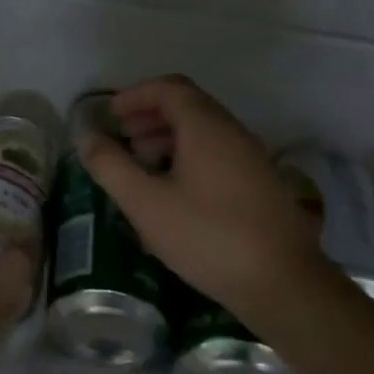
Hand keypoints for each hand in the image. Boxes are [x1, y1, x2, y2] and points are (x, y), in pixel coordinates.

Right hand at [81, 76, 330, 320]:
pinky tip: (176, 191)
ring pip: (204, 130)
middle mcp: (232, 132)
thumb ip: (112, 167)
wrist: (285, 286)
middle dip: (150, 115)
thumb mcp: (146, 204)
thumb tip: (88, 139)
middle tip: (123, 137)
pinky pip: (218, 152)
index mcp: (205, 127)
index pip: (168, 88)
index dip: (136, 95)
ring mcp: (252, 158)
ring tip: (144, 163)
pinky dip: (190, 154)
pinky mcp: (262, 184)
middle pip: (188, 105)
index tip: (111, 115)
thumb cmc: (209, 237)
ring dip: (169, 136)